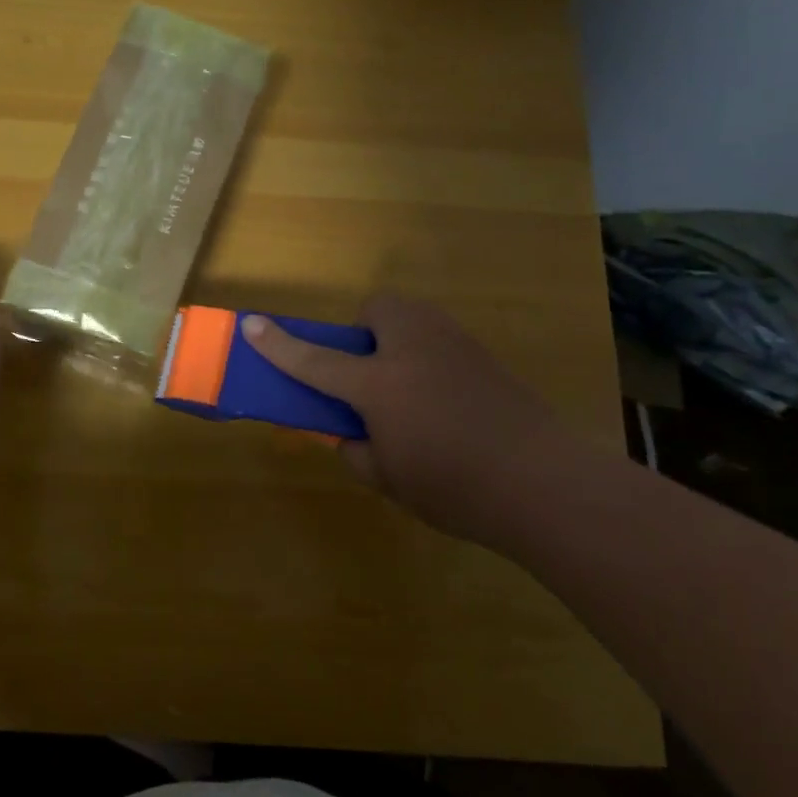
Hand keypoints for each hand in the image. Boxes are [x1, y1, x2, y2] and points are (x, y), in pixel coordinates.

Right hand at [242, 294, 589, 549]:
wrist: (547, 483)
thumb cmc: (455, 486)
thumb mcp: (387, 479)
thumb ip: (354, 450)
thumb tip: (346, 432)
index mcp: (378, 383)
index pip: (313, 359)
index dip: (277, 345)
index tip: (250, 325)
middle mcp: (412, 349)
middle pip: (375, 309)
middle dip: (363, 332)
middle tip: (368, 376)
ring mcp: (452, 344)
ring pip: (411, 319)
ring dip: (396, 340)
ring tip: (409, 390)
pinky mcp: (483, 354)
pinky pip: (439, 340)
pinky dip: (428, 358)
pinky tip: (447, 402)